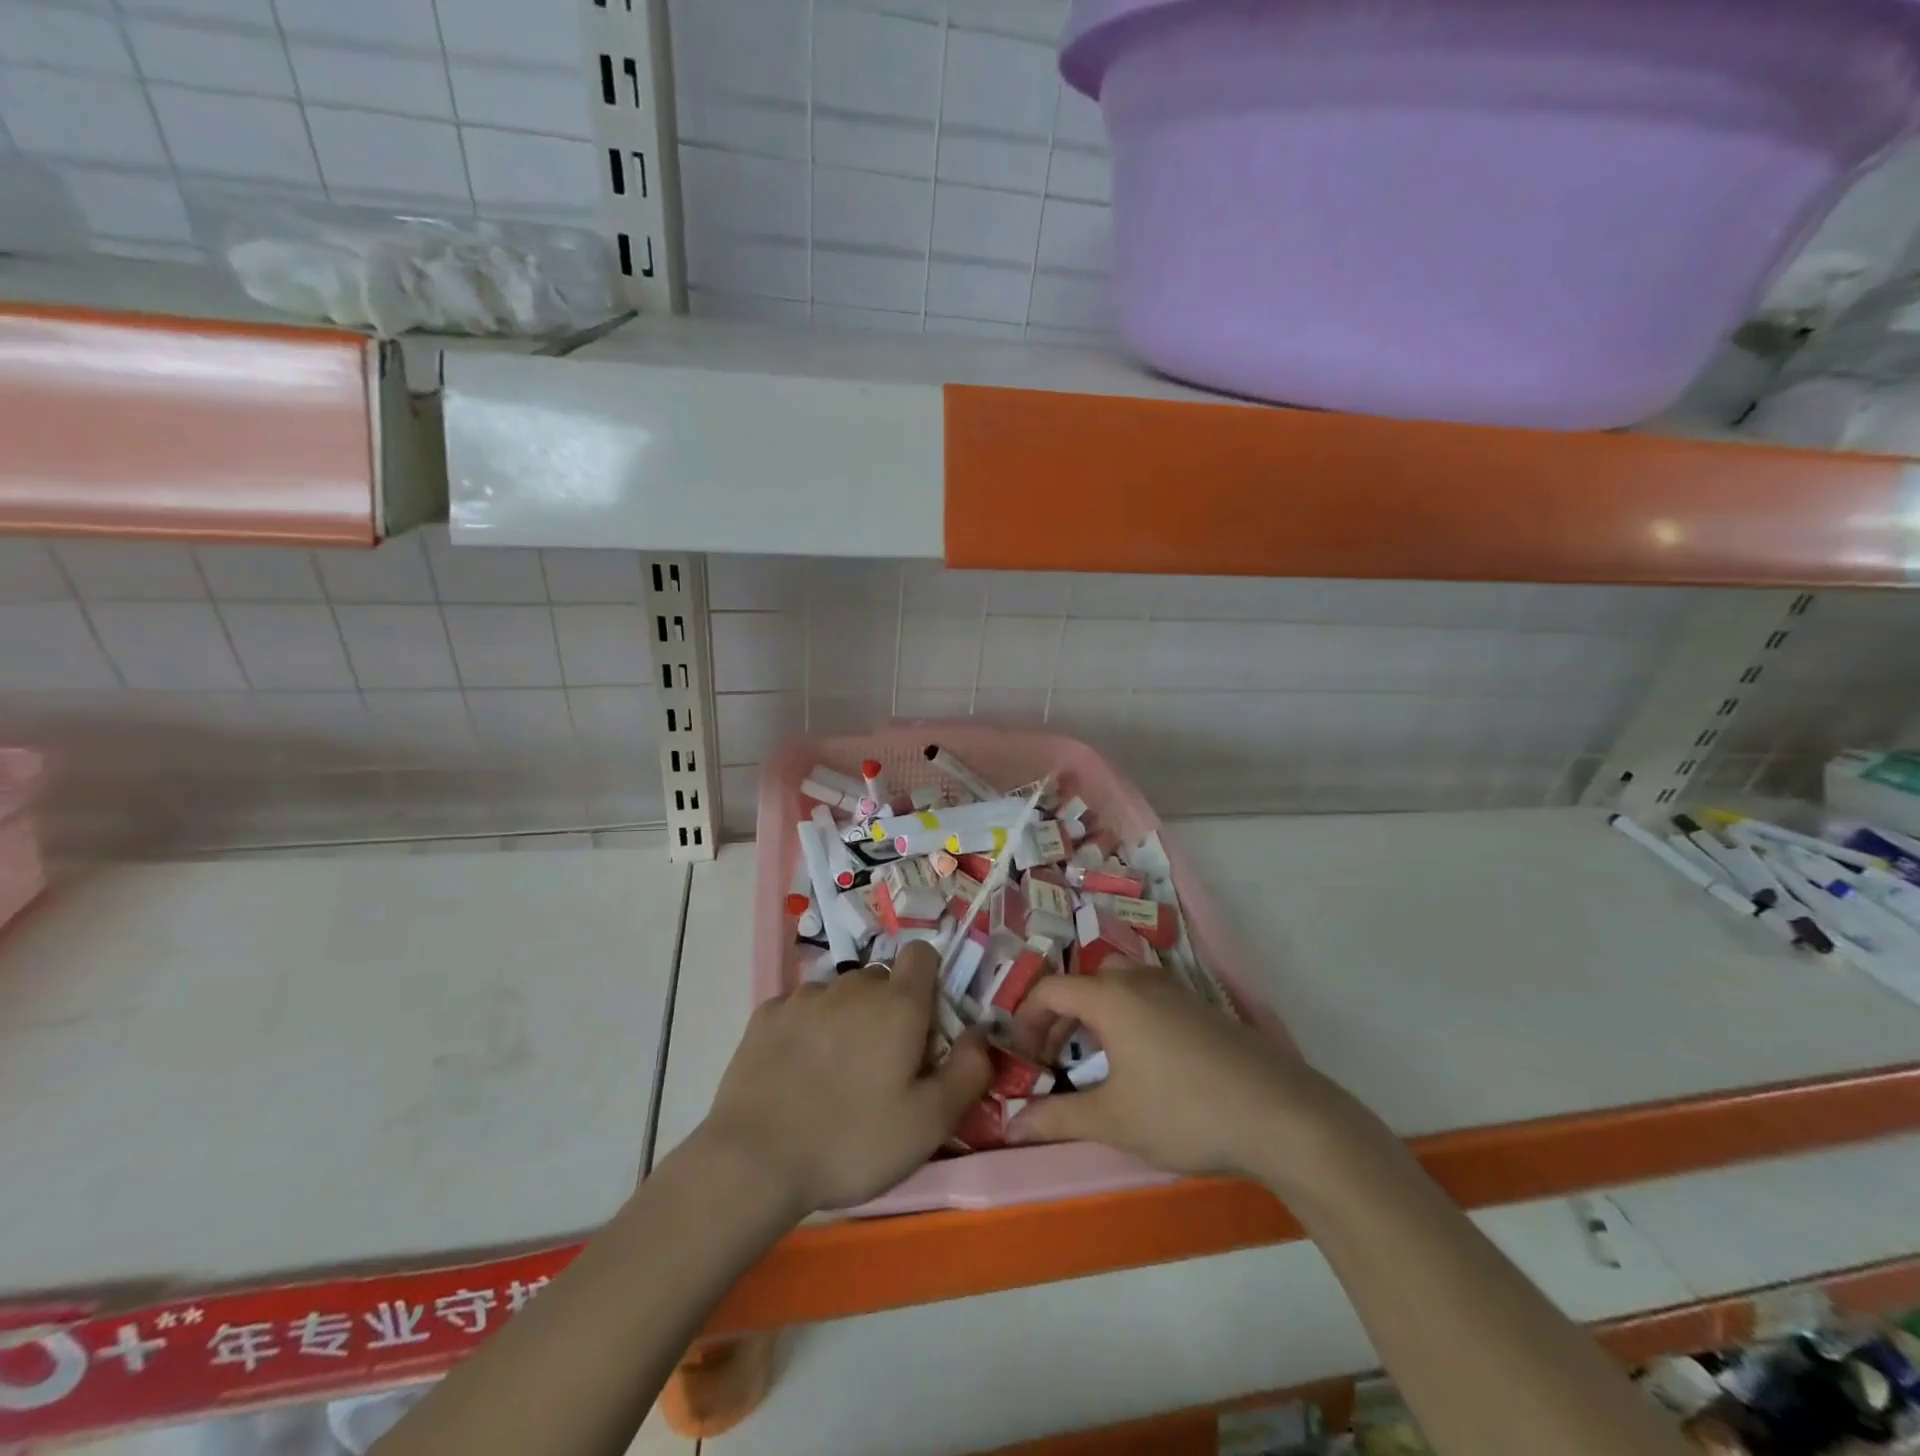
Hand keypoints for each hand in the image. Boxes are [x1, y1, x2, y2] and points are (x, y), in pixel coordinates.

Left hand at [696, 941, 991, 1215]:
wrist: (755, 1161)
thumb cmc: (853, 1142)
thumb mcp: (929, 1123)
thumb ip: (968, 1071)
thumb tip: (980, 1033)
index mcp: (898, 1004)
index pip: (922, 954)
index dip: (929, 980)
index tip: (925, 1023)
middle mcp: (853, 986)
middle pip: (881, 979)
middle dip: (889, 1008)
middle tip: (883, 1062)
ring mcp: (805, 996)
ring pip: (840, 993)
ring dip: (847, 1017)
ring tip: (836, 1071)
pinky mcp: (767, 1014)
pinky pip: (801, 1008)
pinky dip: (807, 1028)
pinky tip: (797, 1069)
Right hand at [1006, 963, 1354, 1178]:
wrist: (1280, 1114)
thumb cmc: (1183, 1112)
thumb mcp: (1113, 1120)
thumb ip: (1057, 1119)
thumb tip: (1012, 1124)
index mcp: (1111, 997)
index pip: (1050, 990)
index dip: (1026, 1019)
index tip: (1021, 1057)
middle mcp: (1140, 981)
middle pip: (1086, 980)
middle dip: (1061, 1013)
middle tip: (1053, 1055)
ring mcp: (1176, 990)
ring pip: (1120, 984)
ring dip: (1096, 1012)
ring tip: (1094, 1057)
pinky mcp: (1202, 1007)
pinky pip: (1149, 996)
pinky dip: (1128, 1016)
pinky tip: (1143, 1060)